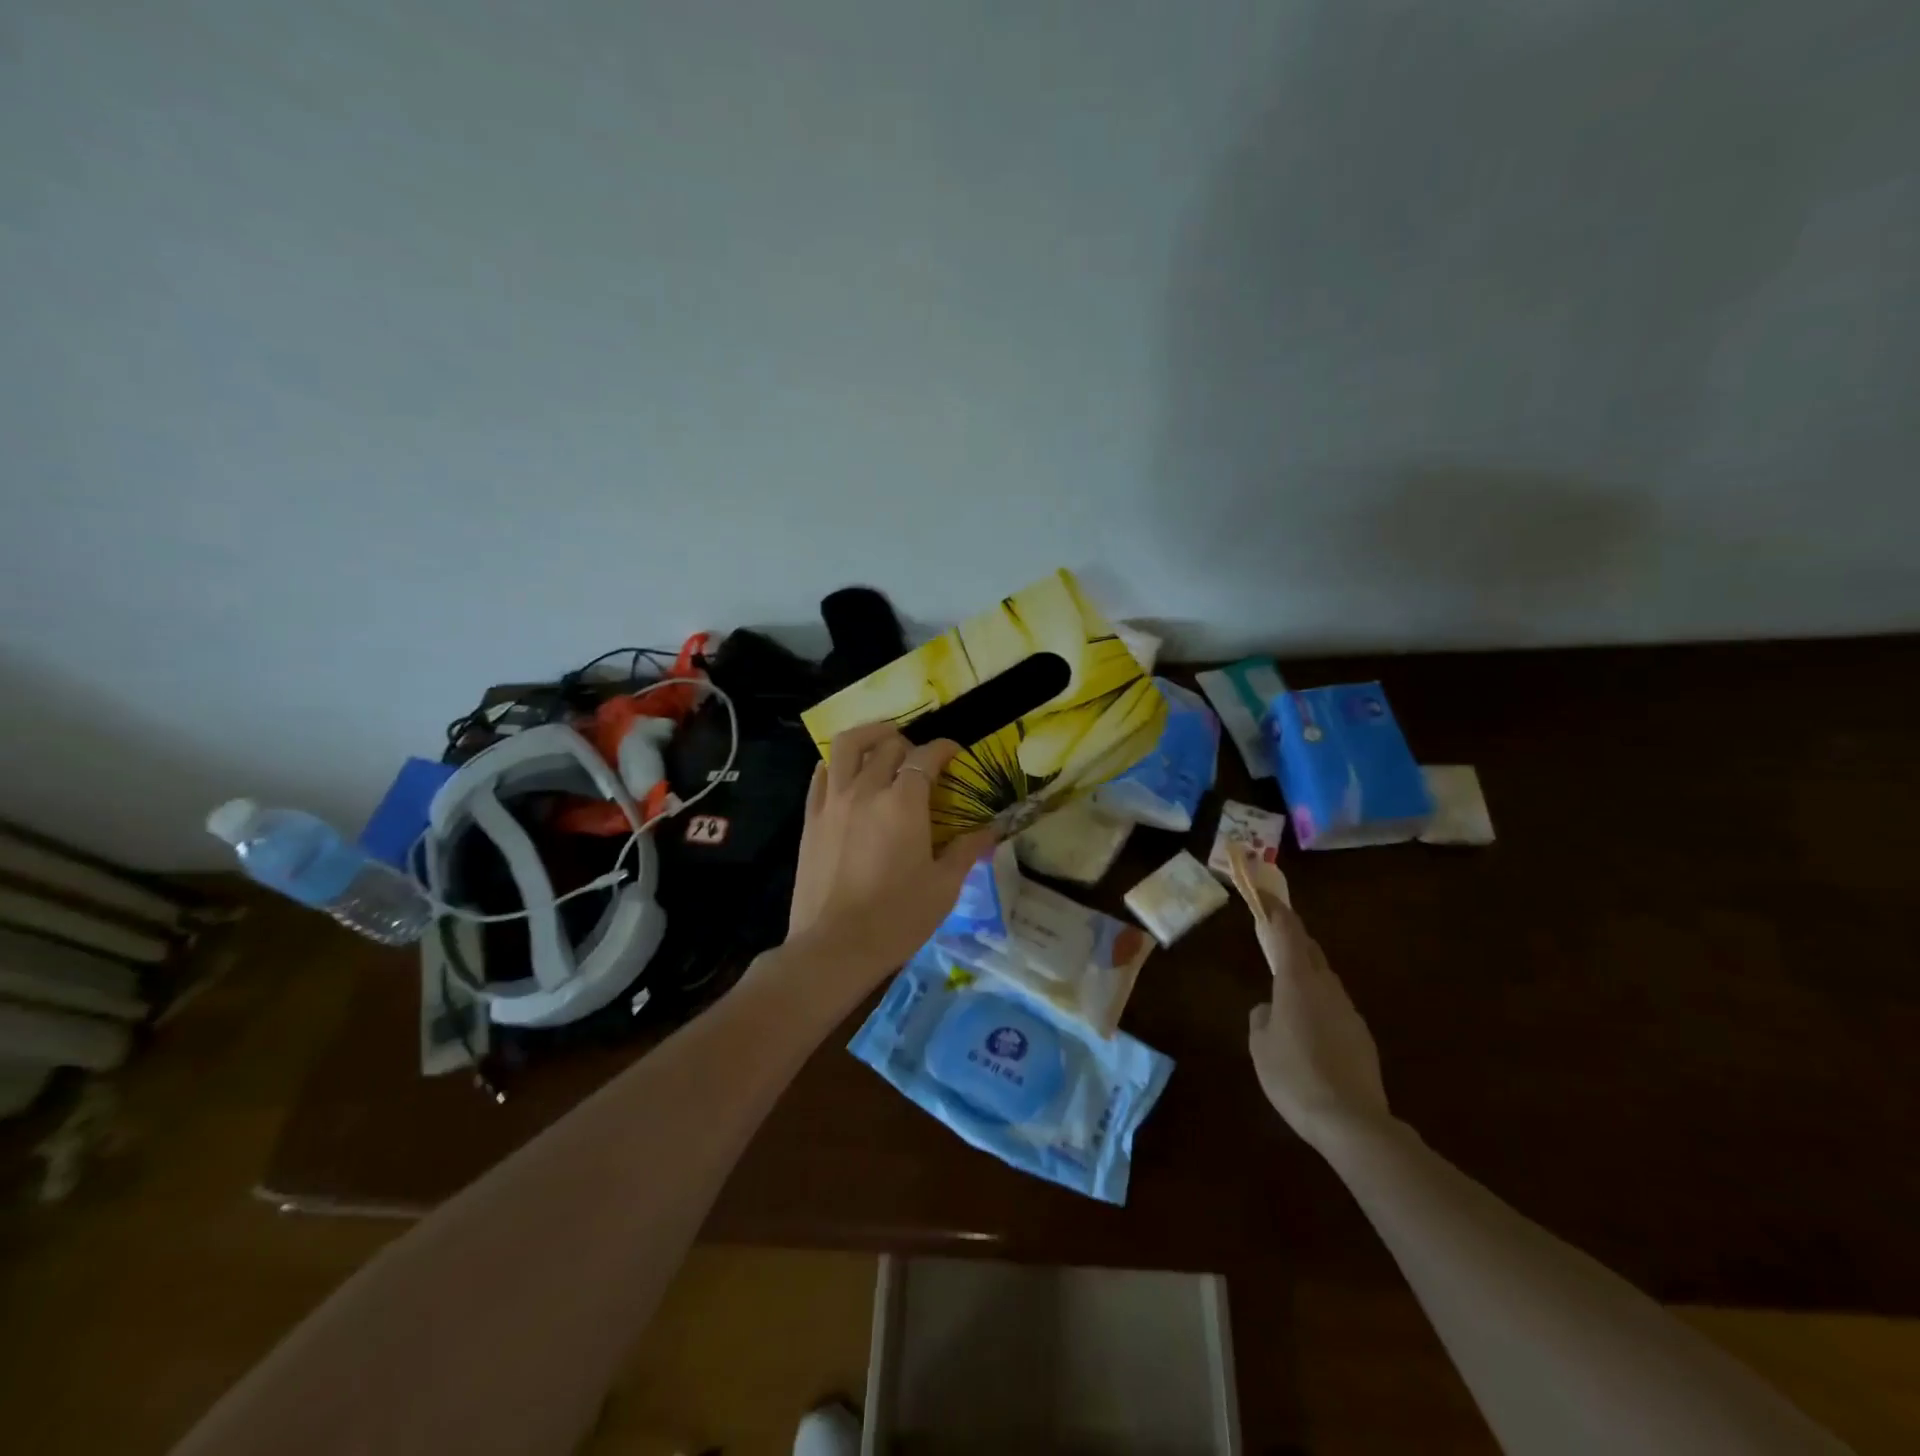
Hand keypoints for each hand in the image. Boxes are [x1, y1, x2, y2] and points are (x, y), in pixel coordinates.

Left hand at [784, 723, 996, 990]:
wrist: (833, 947)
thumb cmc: (896, 919)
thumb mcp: (943, 887)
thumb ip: (966, 851)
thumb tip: (990, 830)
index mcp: (904, 803)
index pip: (926, 757)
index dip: (944, 748)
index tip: (955, 754)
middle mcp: (866, 790)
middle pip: (889, 746)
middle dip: (911, 745)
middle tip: (922, 761)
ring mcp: (833, 801)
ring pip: (848, 746)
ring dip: (870, 735)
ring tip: (883, 742)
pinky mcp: (811, 818)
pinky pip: (821, 774)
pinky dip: (837, 762)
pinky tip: (847, 771)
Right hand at [1246, 900, 1390, 1149]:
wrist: (1351, 1122)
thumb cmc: (1294, 1076)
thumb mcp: (1260, 1046)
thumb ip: (1261, 1018)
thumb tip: (1268, 1009)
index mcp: (1297, 982)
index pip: (1288, 934)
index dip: (1277, 912)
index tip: (1267, 896)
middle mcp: (1326, 988)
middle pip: (1312, 952)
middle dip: (1294, 939)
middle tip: (1275, 935)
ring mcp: (1348, 1011)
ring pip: (1324, 979)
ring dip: (1307, 973)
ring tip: (1287, 987)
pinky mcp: (1361, 1036)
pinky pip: (1334, 1006)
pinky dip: (1318, 1003)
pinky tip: (1308, 1028)